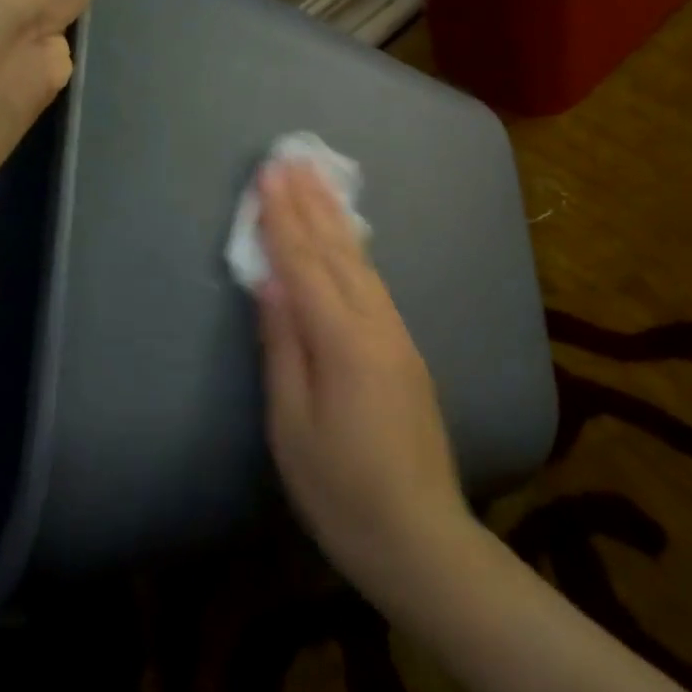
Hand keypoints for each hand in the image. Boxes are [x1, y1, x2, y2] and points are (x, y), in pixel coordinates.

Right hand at [255, 161, 476, 606]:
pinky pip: (374, 282)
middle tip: (294, 157)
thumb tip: (271, 283)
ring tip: (319, 181)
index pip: (304, 263)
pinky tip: (348, 239)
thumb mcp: (292, 427)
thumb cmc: (341, 490)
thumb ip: (283, 348)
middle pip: (337, 250)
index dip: (283, 217)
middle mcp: (376, 323)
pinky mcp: (405, 348)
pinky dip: (354, 250)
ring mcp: (397, 333)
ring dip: (336, 217)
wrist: (420, 533)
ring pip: (361, 261)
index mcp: (343, 340)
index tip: (270, 173)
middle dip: (311, 202)